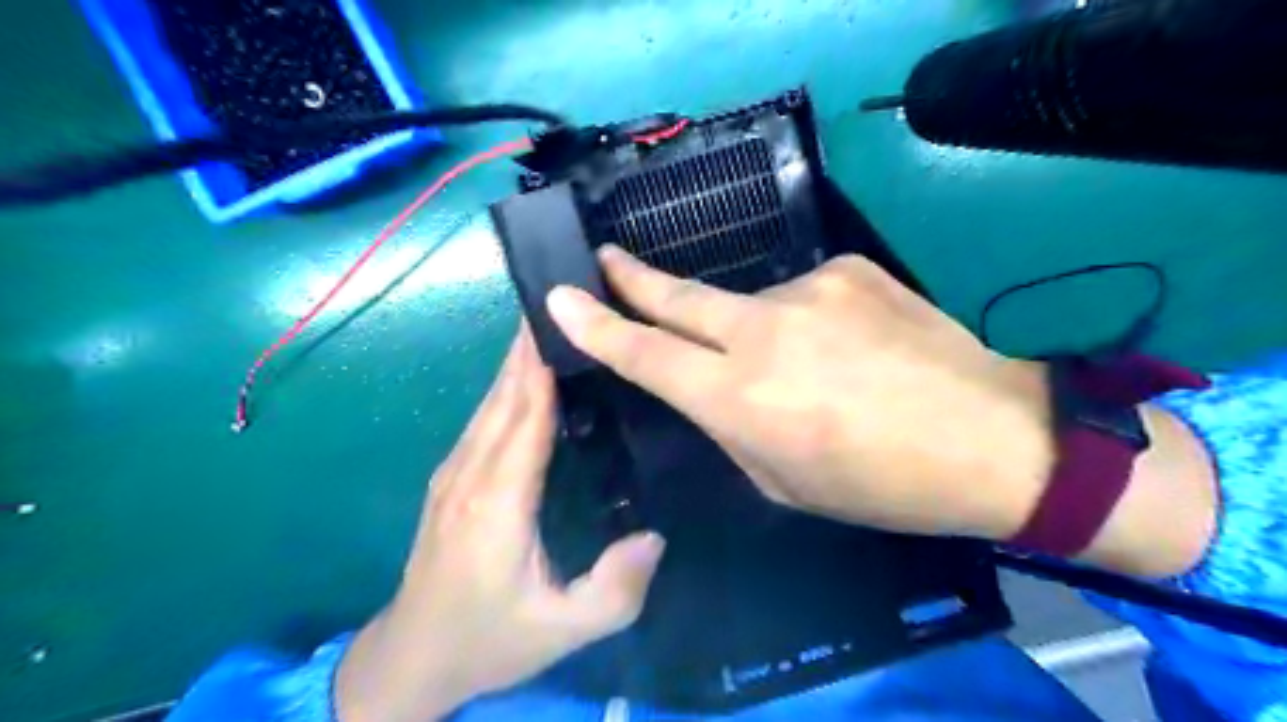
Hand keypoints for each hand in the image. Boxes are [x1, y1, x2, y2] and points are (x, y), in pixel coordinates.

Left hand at [334, 326, 663, 721]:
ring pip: (490, 402)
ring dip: (517, 361)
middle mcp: (470, 475)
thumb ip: (614, 590)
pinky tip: (527, 375)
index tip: (567, 319)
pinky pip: (483, 419)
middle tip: (566, 301)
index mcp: (497, 502)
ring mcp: (453, 473)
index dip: (544, 366)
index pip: (526, 416)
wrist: (414, 657)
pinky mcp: (449, 478)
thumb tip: (656, 536)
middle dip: (531, 346)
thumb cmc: (490, 638)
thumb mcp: (562, 631)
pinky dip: (507, 387)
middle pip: (504, 395)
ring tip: (552, 325)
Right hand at [543, 249, 1053, 541]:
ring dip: (761, 333)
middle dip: (633, 279)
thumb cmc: (882, 484)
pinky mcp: (849, 268)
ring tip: (816, 370)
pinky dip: (809, 323)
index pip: (647, 356)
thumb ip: (732, 428)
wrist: (994, 438)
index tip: (560, 298)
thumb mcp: (785, 482)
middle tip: (605, 259)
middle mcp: (765, 333)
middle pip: (679, 298)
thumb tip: (709, 386)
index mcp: (743, 400)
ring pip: (753, 307)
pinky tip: (851, 349)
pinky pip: (805, 296)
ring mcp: (810, 290)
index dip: (598, 327)